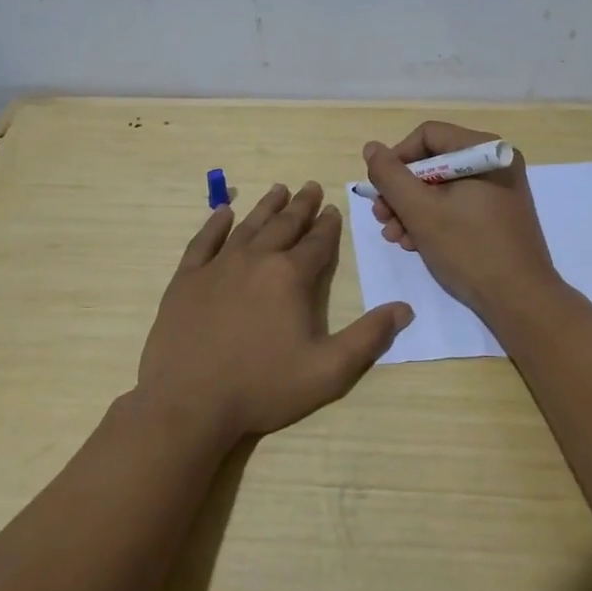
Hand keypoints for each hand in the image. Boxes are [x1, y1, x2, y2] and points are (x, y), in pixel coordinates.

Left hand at [137, 182, 413, 441]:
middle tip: (310, 187)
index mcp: (290, 276)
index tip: (333, 209)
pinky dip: (215, 223)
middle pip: (284, 225)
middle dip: (301, 206)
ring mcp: (217, 266)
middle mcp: (256, 259)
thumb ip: (368, 337)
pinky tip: (223, 212)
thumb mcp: (328, 371)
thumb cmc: (263, 387)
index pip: (317, 242)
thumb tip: (404, 308)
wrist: (189, 403)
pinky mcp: (187, 279)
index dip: (328, 225)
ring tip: (279, 189)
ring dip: (266, 207)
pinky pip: (203, 241)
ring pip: (248, 226)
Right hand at [362, 122, 558, 315]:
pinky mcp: (497, 215)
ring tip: (395, 237)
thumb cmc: (469, 249)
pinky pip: (456, 205)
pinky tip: (415, 244)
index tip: (380, 191)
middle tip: (382, 218)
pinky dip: (433, 220)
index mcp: (483, 151)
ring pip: (441, 187)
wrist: (520, 300)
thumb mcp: (420, 210)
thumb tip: (372, 148)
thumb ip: (390, 176)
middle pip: (432, 162)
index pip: (427, 136)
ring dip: (411, 210)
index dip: (397, 159)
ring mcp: (498, 190)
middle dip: (401, 192)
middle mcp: (494, 163)